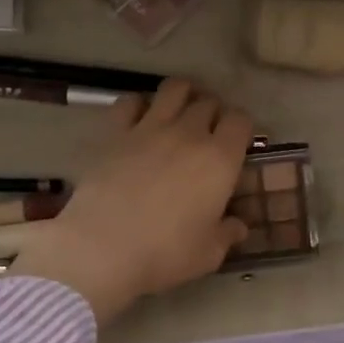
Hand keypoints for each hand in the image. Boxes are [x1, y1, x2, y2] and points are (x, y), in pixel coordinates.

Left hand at [9, 79, 253, 323]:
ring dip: (182, 95)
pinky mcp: (116, 132)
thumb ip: (227, 234)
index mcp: (220, 160)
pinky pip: (131, 101)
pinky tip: (138, 120)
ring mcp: (150, 128)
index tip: (236, 143)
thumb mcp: (207, 254)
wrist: (102, 248)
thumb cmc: (164, 254)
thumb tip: (238, 226)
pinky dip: (138, 105)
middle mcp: (189, 134)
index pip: (240, 121)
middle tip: (207, 133)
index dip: (241, 128)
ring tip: (179, 112)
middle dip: (212, 113)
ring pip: (174, 89)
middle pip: (208, 102)